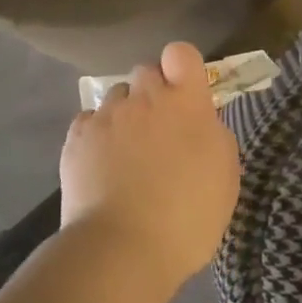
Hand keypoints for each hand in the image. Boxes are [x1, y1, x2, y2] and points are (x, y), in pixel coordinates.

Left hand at [60, 42, 241, 292]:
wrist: (122, 250)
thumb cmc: (187, 217)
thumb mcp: (225, 176)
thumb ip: (213, 134)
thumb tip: (199, 121)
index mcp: (185, 103)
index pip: (181, 53)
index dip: (182, 68)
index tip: (185, 93)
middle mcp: (144, 97)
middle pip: (146, 71)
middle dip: (152, 93)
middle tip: (158, 130)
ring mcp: (107, 115)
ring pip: (117, 96)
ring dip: (125, 115)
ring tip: (126, 154)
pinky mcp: (77, 137)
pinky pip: (90, 121)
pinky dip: (97, 136)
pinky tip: (101, 165)